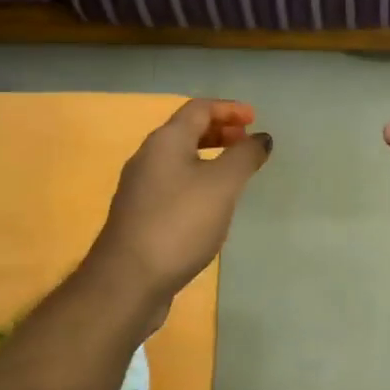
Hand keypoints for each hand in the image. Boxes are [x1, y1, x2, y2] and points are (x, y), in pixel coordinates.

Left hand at [90, 99, 271, 303]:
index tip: (255, 119)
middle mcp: (148, 158)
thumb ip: (244, 157)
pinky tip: (211, 205)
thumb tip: (261, 138)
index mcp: (165, 142)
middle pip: (185, 132)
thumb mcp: (221, 185)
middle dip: (218, 131)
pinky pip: (173, 185)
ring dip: (208, 157)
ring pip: (179, 160)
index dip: (228, 109)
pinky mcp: (140, 216)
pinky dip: (197, 181)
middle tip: (246, 142)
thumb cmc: (179, 224)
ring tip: (234, 172)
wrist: (128, 280)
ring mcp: (140, 189)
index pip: (198, 109)